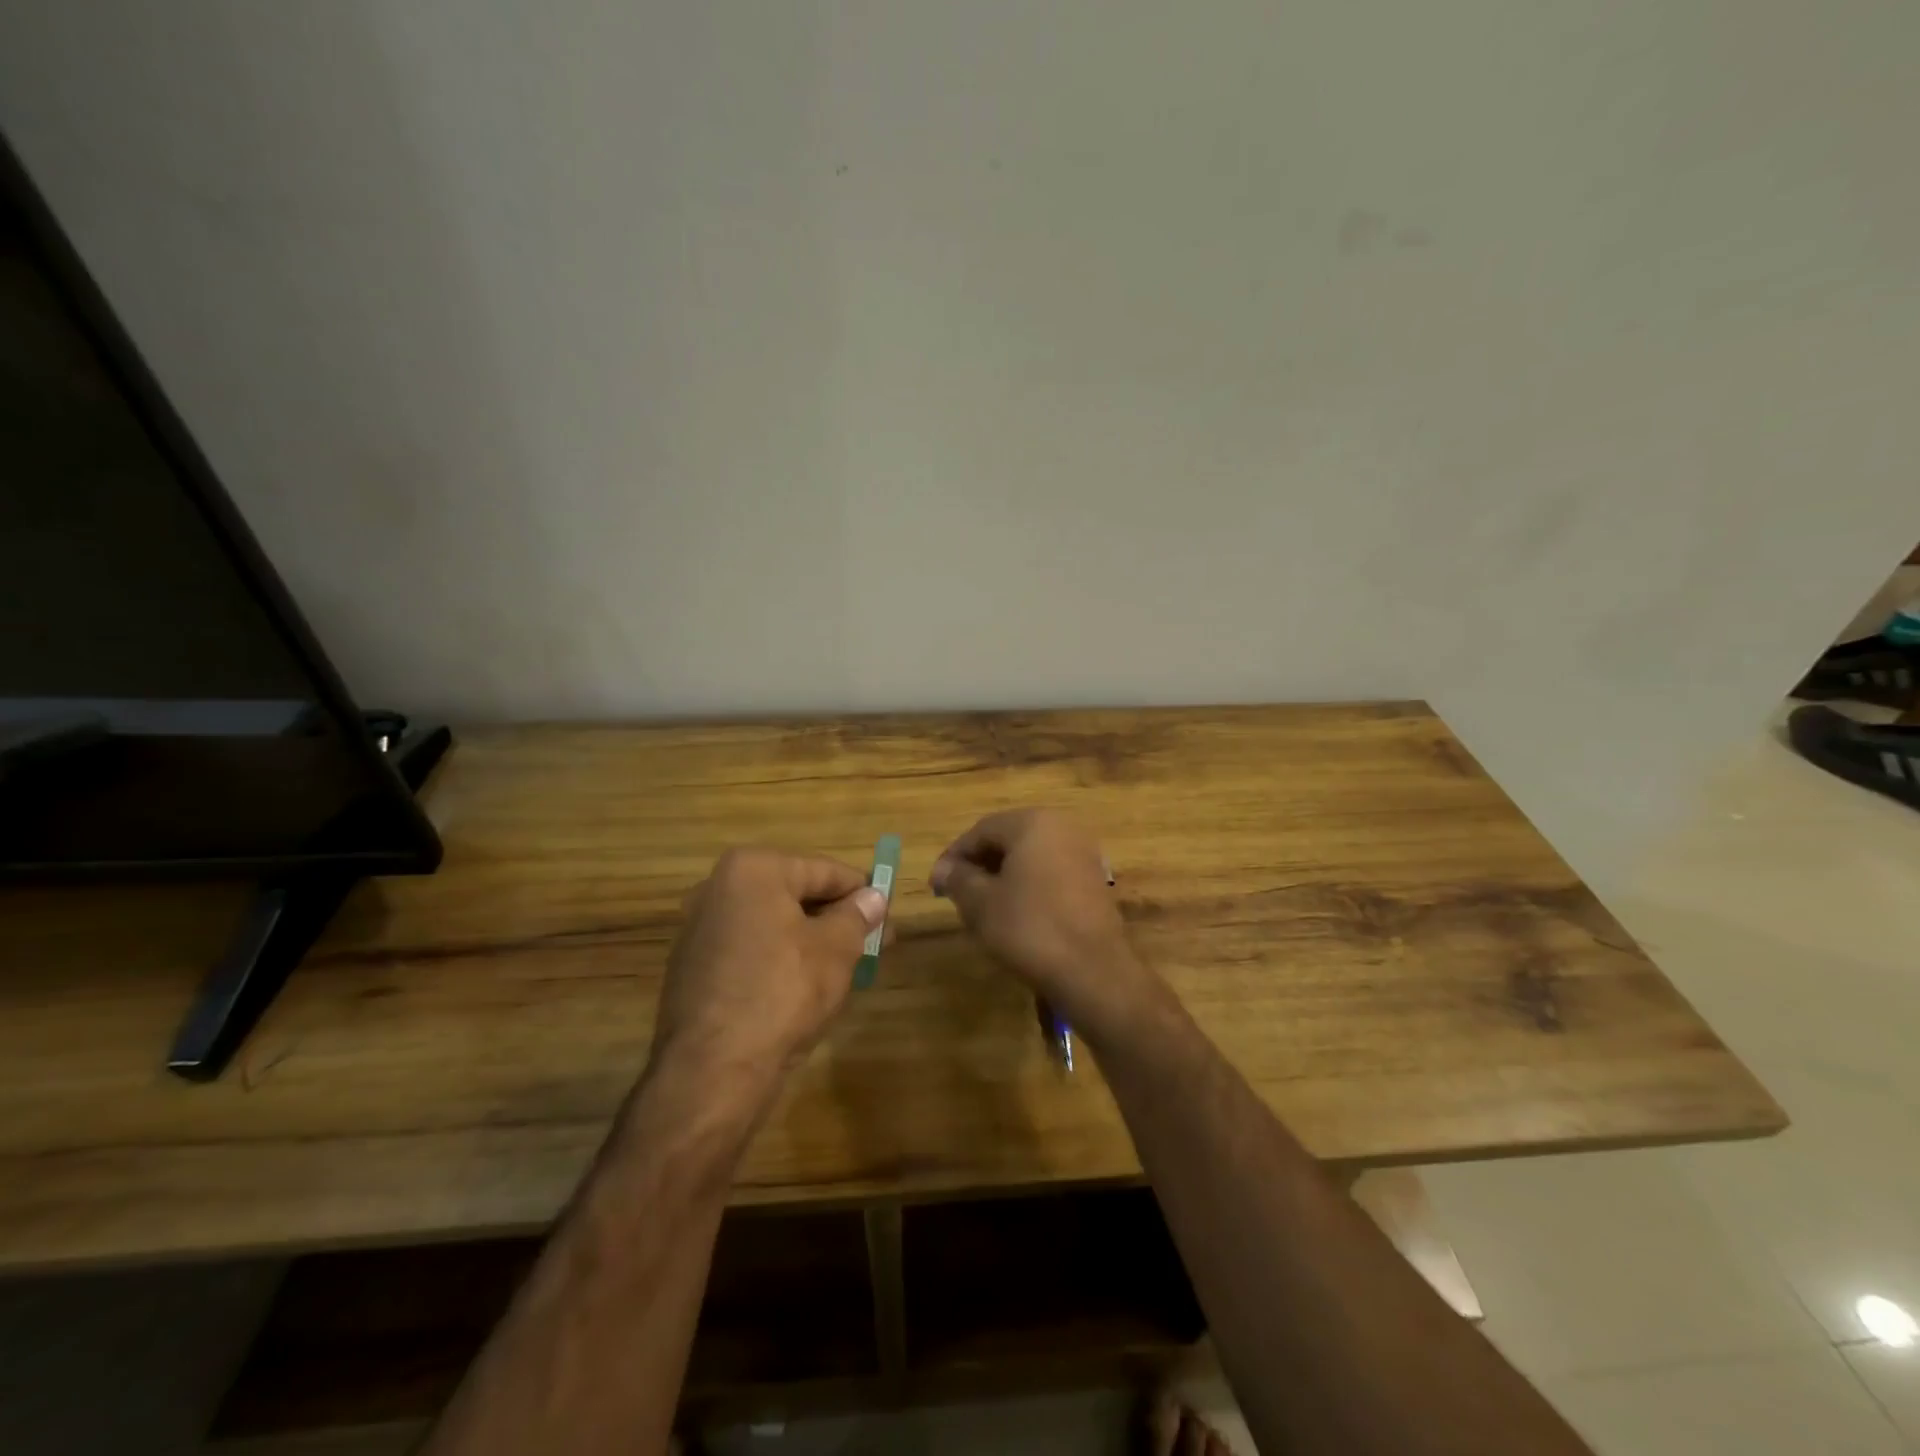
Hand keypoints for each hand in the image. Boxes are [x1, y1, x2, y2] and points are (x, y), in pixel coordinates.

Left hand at [650, 848, 886, 1108]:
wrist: (713, 1071)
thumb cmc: (783, 992)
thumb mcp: (836, 950)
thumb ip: (858, 916)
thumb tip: (874, 897)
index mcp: (752, 869)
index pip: (824, 870)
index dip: (863, 893)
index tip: (889, 915)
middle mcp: (718, 888)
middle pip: (796, 894)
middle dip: (837, 918)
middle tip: (876, 942)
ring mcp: (700, 929)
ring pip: (774, 924)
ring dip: (812, 939)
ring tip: (848, 966)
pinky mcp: (694, 968)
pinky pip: (751, 950)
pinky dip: (781, 959)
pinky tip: (806, 986)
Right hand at [930, 809, 1162, 1040]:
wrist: (1093, 971)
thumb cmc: (1030, 928)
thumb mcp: (981, 904)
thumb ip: (958, 879)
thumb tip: (942, 869)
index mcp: (1033, 823)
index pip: (981, 830)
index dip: (954, 856)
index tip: (936, 884)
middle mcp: (1063, 827)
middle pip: (1009, 839)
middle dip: (980, 865)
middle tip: (957, 894)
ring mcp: (1084, 853)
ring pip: (1031, 857)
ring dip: (1004, 876)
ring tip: (983, 907)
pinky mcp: (1095, 880)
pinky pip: (1051, 873)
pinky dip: (1029, 886)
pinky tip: (1017, 915)